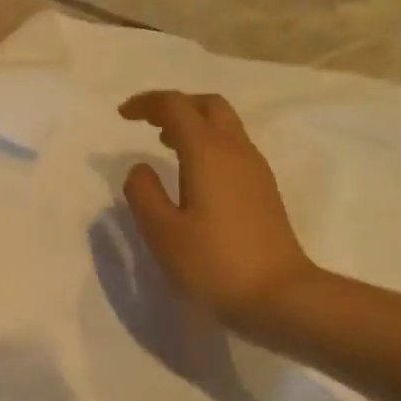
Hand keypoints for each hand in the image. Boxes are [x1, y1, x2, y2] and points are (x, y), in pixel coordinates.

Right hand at [118, 91, 321, 336]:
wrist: (278, 296)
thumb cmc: (213, 264)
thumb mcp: (162, 232)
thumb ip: (143, 194)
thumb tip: (140, 168)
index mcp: (208, 152)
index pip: (176, 107)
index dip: (147, 103)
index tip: (122, 114)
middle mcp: (236, 150)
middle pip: (208, 106)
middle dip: (176, 105)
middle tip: (147, 122)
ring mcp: (255, 170)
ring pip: (225, 126)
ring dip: (194, 124)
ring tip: (164, 144)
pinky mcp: (264, 190)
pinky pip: (233, 148)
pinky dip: (208, 144)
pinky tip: (193, 173)